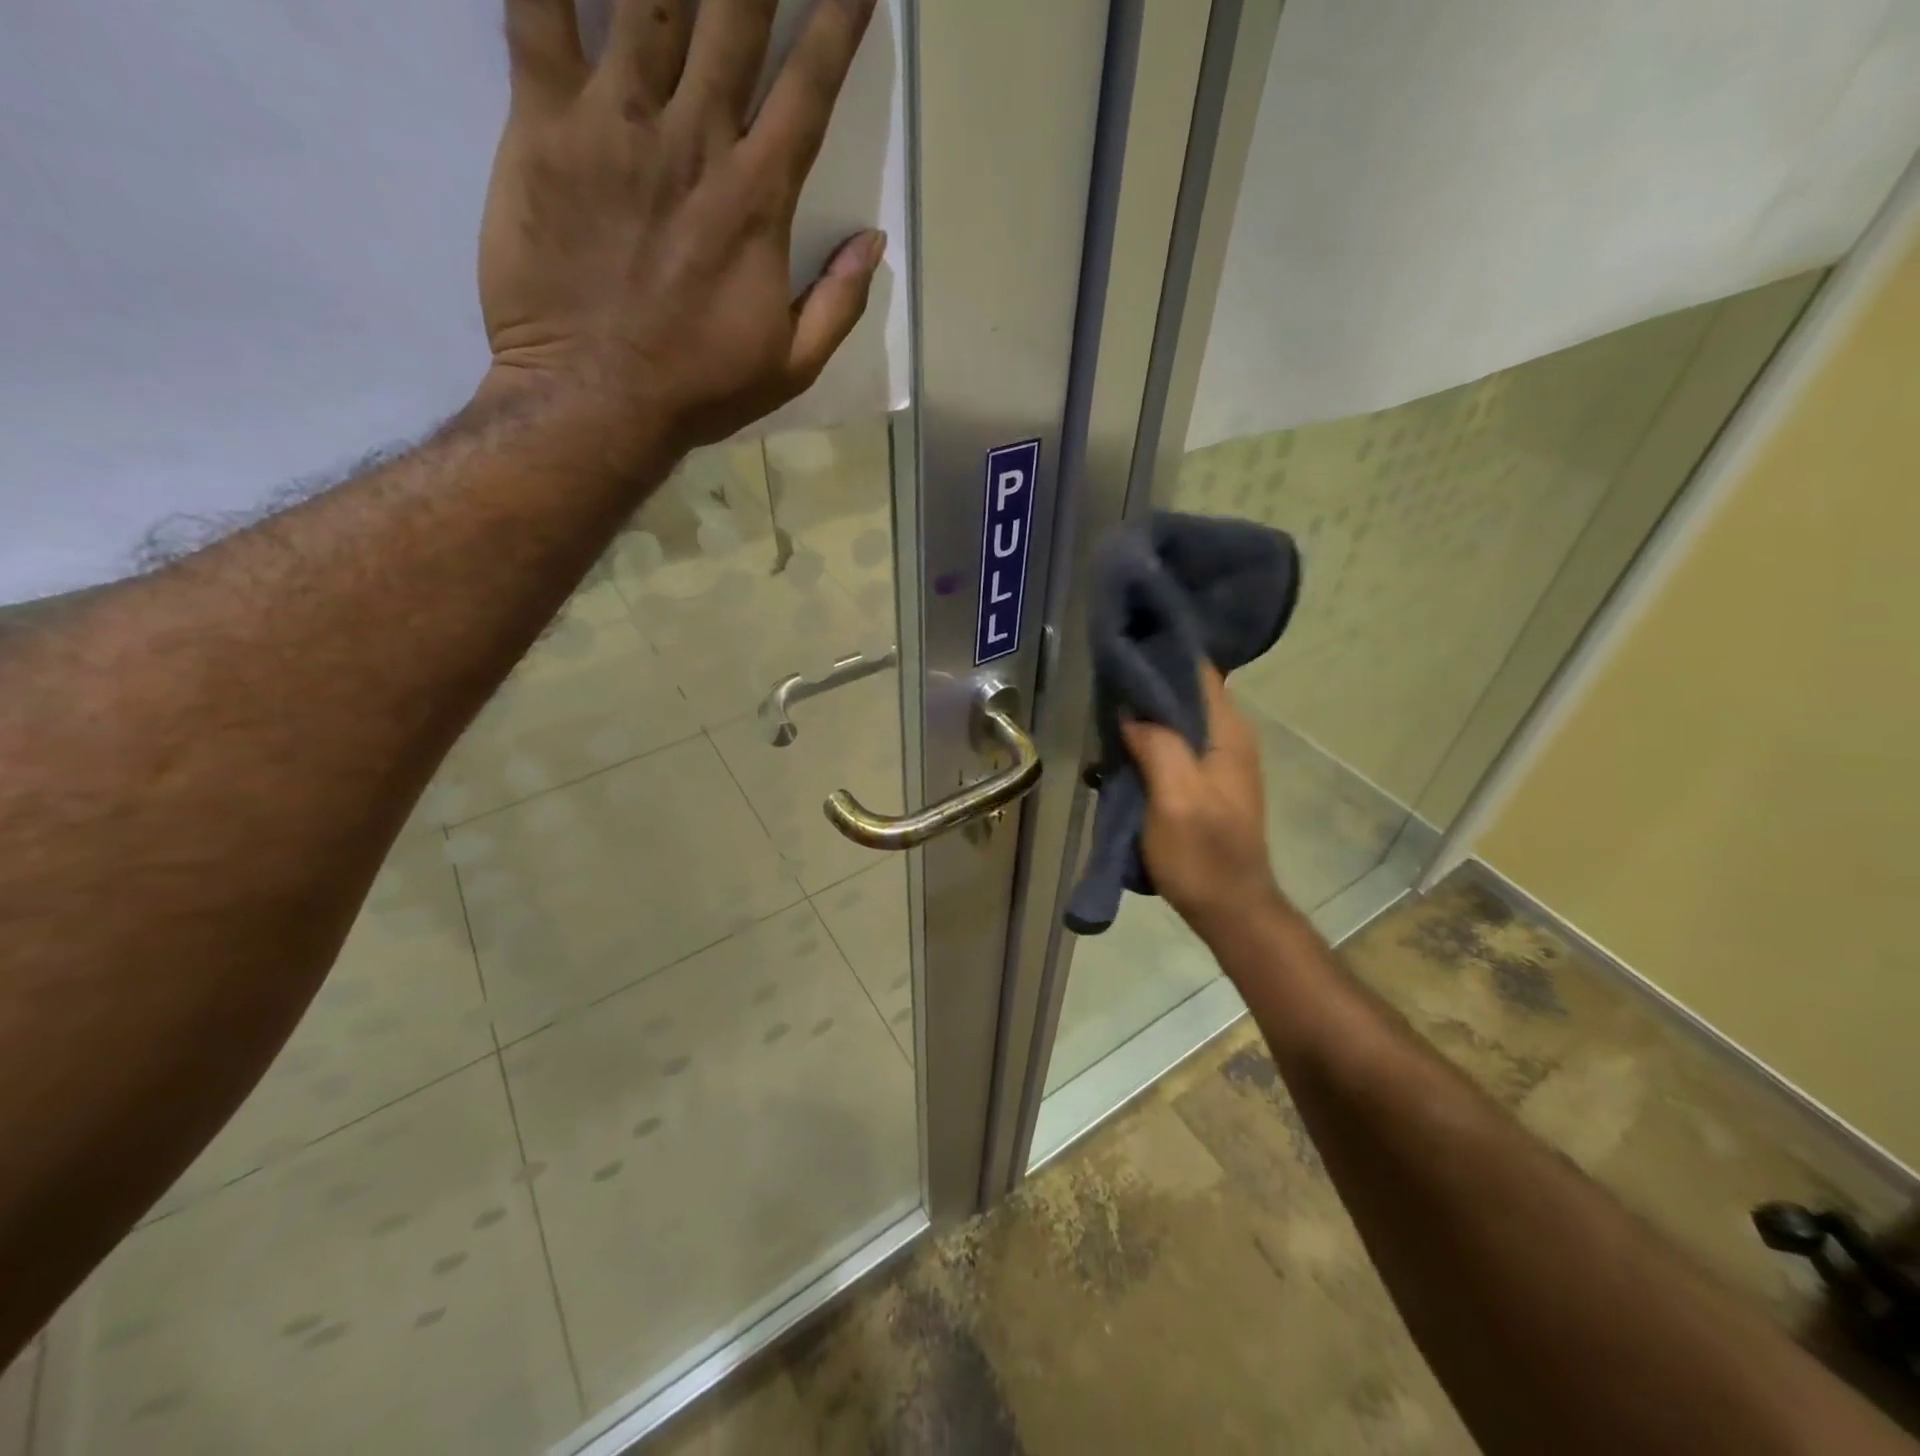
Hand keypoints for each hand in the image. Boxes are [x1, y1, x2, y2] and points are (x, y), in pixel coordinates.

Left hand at [479, 0, 883, 455]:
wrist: (594, 403)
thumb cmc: (699, 389)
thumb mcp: (791, 366)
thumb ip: (839, 303)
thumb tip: (874, 243)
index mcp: (757, 201)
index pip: (810, 87)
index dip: (838, 19)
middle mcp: (695, 140)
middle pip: (733, 11)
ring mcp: (616, 122)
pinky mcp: (543, 123)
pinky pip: (536, 8)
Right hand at [1121, 666, 1286, 941]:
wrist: (1230, 908)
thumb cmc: (1203, 854)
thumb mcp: (1175, 798)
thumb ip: (1157, 746)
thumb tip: (1130, 711)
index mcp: (1227, 733)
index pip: (1198, 672)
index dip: (1163, 655)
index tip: (1125, 646)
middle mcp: (1229, 738)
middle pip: (1186, 692)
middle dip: (1148, 682)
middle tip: (1105, 677)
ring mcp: (1219, 762)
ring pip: (1179, 719)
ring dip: (1146, 713)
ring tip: (1105, 706)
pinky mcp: (1206, 782)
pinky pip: (1176, 745)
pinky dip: (1150, 739)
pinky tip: (1121, 745)